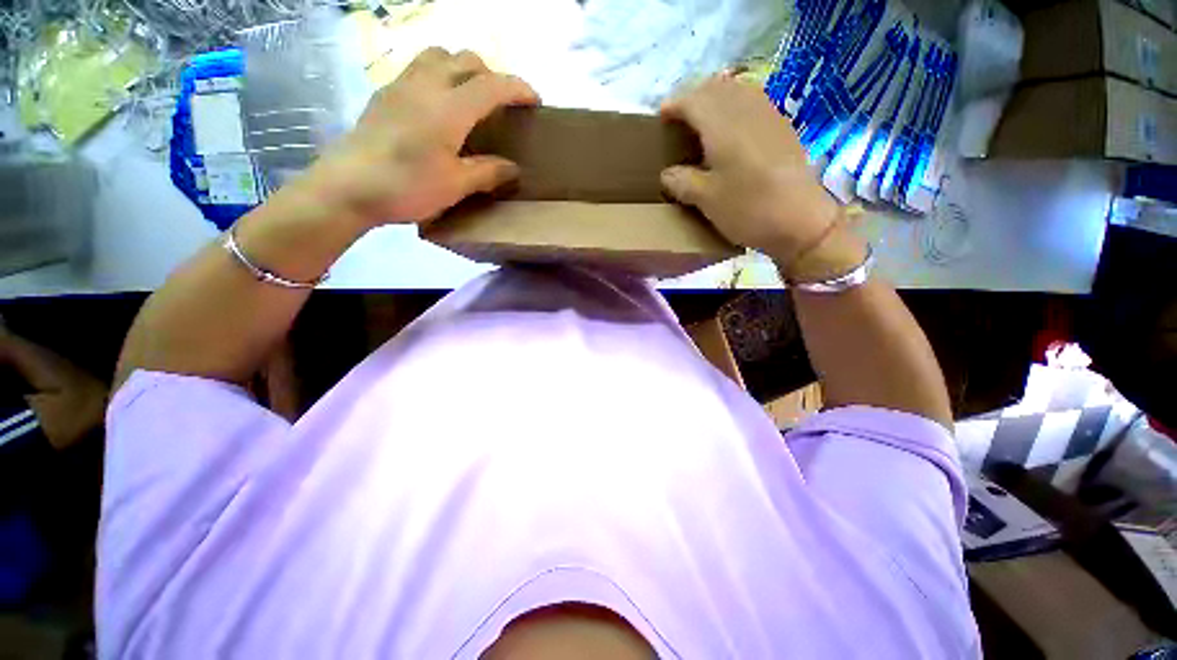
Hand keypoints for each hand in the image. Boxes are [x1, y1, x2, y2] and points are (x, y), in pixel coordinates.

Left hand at [295, 48, 539, 227]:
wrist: (348, 187)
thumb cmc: (407, 187)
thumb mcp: (456, 185)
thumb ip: (488, 172)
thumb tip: (512, 168)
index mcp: (449, 108)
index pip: (492, 85)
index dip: (518, 88)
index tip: (534, 101)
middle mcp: (426, 85)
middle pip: (465, 59)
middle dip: (491, 74)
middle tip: (502, 102)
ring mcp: (401, 85)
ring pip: (438, 55)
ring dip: (461, 68)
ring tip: (469, 97)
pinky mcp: (384, 94)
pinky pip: (418, 69)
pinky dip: (438, 76)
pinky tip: (438, 106)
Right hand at [659, 76, 854, 274]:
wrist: (801, 220)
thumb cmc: (748, 209)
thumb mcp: (706, 200)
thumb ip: (682, 182)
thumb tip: (667, 174)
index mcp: (722, 125)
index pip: (693, 101)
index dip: (674, 105)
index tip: (661, 117)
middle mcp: (746, 110)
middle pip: (716, 87)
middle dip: (694, 97)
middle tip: (680, 120)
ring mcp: (769, 115)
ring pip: (737, 90)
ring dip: (716, 99)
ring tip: (704, 123)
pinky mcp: (782, 128)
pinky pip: (753, 102)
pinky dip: (735, 107)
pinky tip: (733, 131)